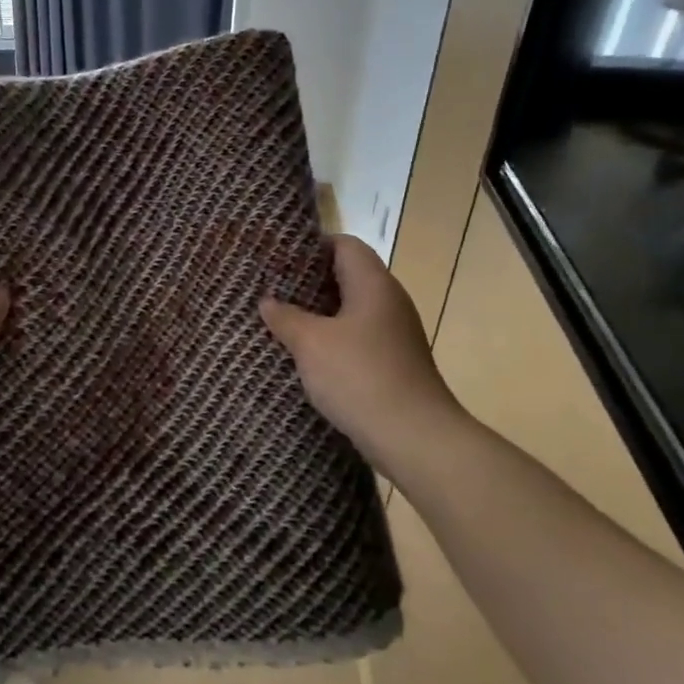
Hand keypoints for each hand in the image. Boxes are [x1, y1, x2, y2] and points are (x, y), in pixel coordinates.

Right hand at [260, 235, 467, 485]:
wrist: (415, 438)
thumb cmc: (360, 377)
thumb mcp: (311, 344)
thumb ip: (286, 317)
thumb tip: (268, 301)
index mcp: (373, 285)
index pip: (345, 245)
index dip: (312, 245)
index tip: (279, 257)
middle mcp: (389, 302)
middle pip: (347, 276)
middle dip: (309, 281)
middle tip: (271, 288)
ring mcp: (394, 335)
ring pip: (351, 310)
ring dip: (318, 314)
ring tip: (281, 320)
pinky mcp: (393, 363)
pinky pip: (357, 338)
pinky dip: (331, 339)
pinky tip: (306, 355)